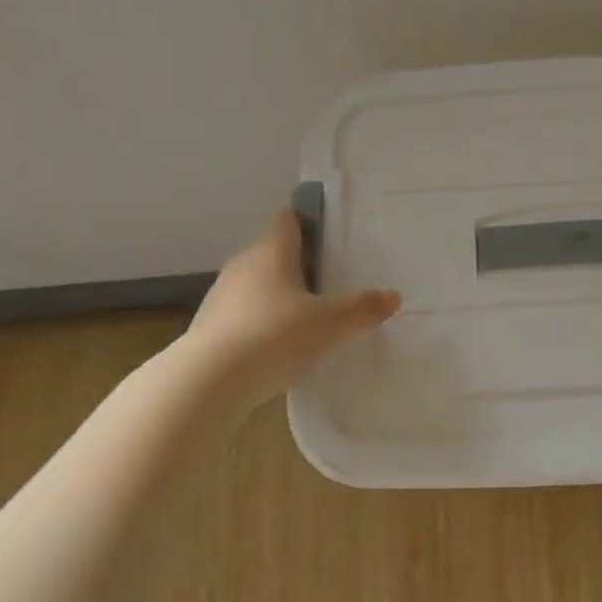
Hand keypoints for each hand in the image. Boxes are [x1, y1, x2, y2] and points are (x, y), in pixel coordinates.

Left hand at [179, 208, 400, 408]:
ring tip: (305, 315)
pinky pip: (241, 314)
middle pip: (272, 252)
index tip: (329, 233)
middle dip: (297, 263)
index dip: (307, 221)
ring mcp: (221, 296)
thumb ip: (362, 308)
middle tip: (328, 279)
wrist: (207, 382)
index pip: (287, 219)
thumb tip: (394, 295)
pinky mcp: (208, 328)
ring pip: (255, 284)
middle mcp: (243, 264)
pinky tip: (275, 346)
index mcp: (272, 251)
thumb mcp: (329, 324)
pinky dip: (259, 322)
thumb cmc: (274, 336)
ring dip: (276, 294)